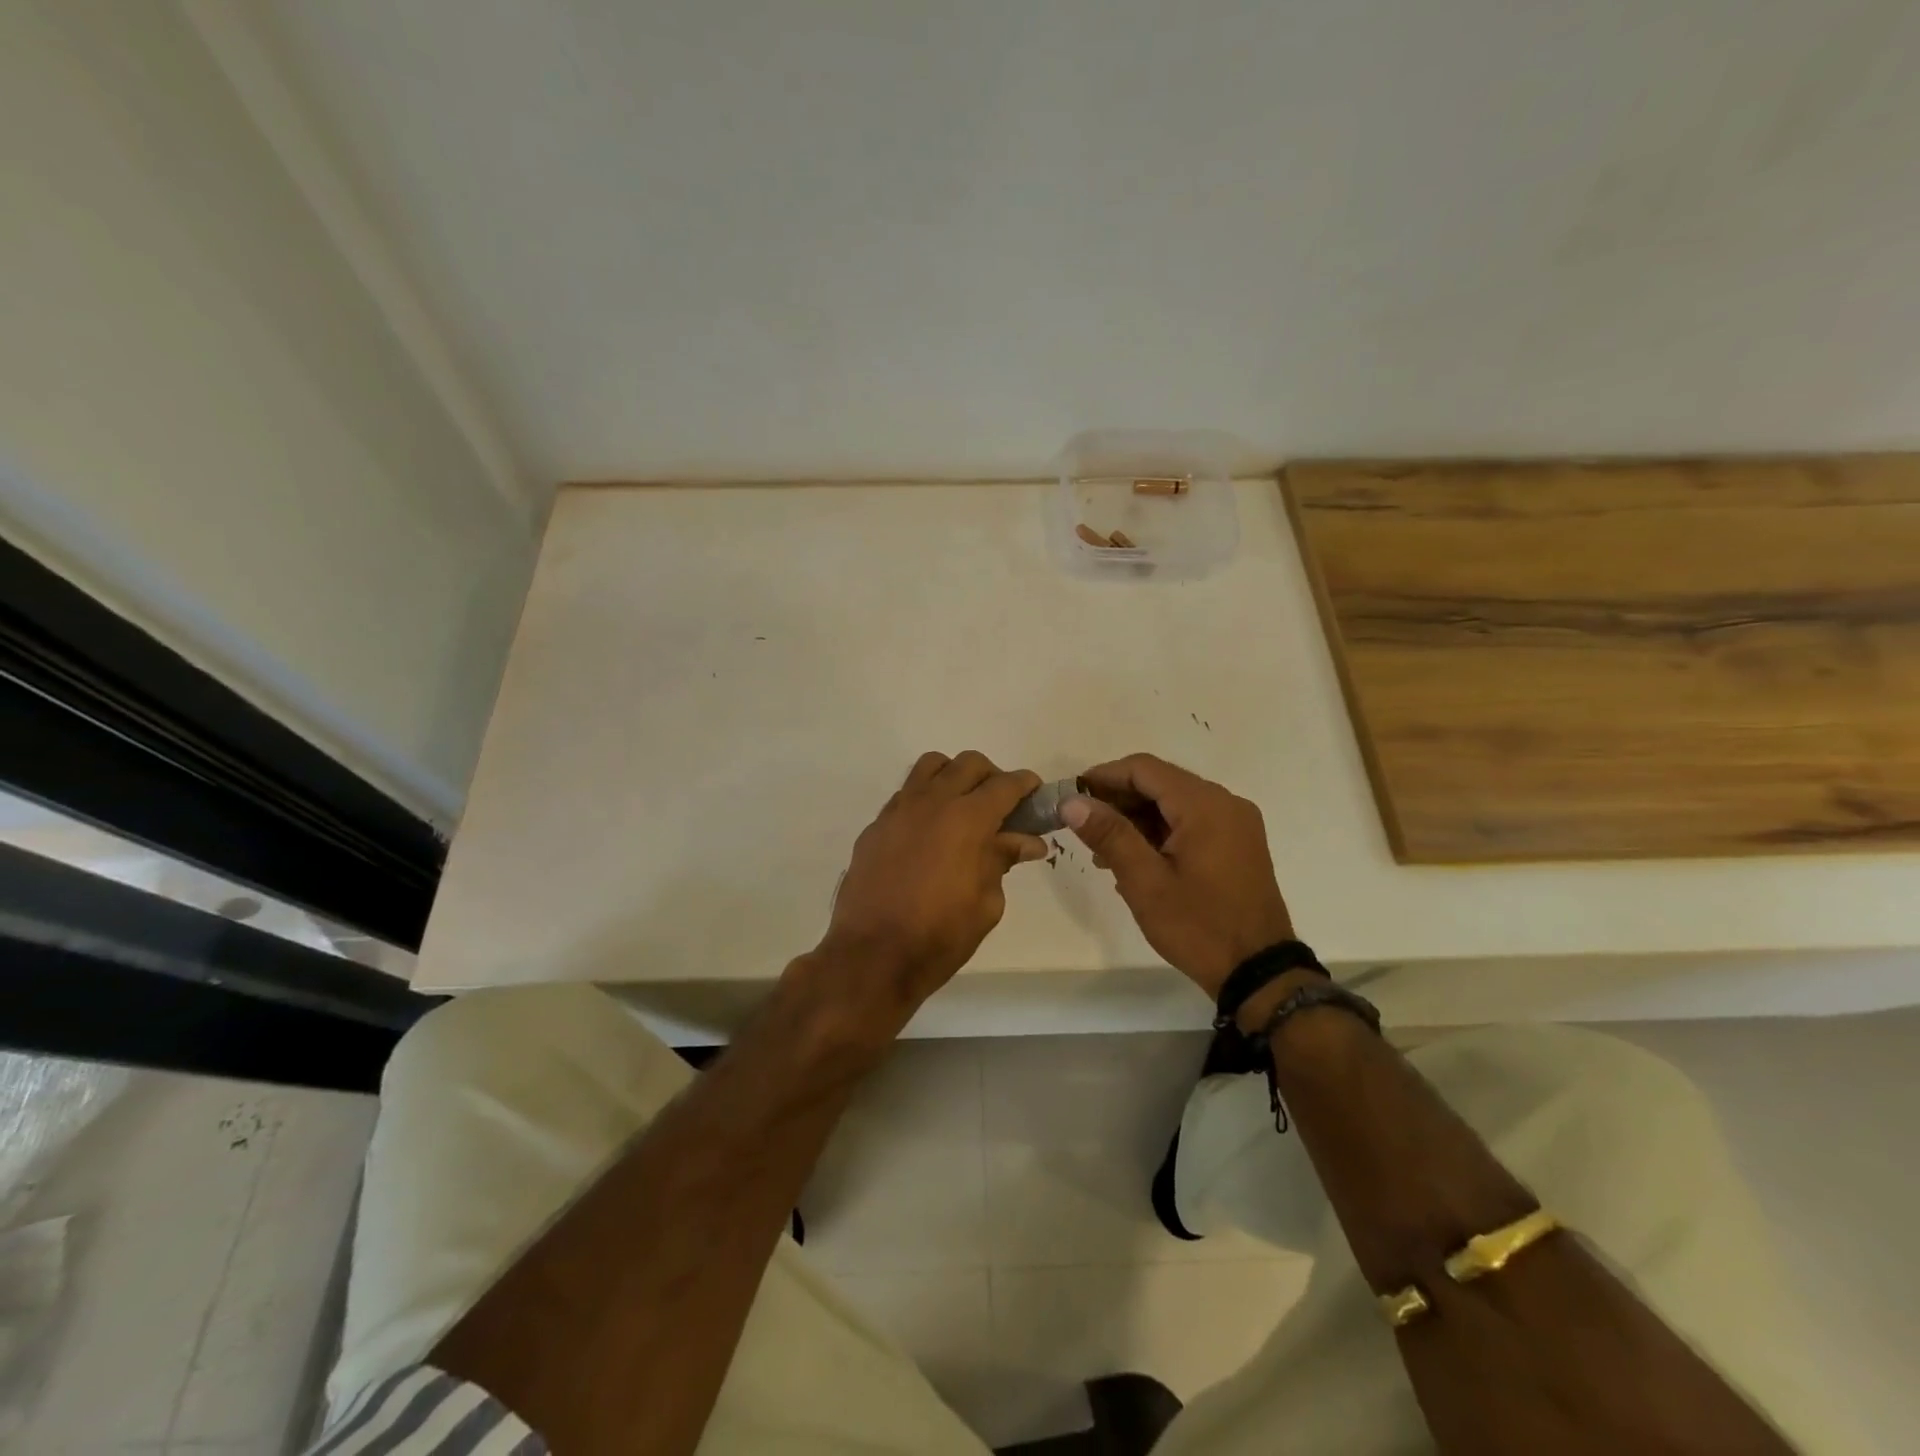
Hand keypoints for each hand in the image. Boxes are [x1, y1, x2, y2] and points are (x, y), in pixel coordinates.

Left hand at [809, 751, 1047, 1030]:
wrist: (872, 956)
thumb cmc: (940, 935)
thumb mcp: (987, 903)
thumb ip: (1003, 860)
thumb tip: (1027, 841)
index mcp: (968, 819)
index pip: (1006, 784)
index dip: (1026, 785)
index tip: (1035, 794)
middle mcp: (933, 802)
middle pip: (968, 763)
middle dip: (992, 776)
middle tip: (1001, 806)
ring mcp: (899, 810)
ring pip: (931, 767)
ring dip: (954, 777)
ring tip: (961, 808)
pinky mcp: (876, 826)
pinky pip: (905, 794)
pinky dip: (925, 800)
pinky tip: (929, 833)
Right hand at [1063, 753, 1293, 996]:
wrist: (1259, 972)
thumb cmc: (1198, 926)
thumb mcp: (1145, 882)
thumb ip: (1109, 835)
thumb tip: (1072, 802)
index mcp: (1205, 805)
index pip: (1145, 769)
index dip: (1104, 775)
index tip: (1072, 793)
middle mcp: (1225, 803)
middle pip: (1161, 783)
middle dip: (1119, 798)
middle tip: (1082, 823)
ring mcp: (1236, 824)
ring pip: (1175, 803)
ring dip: (1137, 818)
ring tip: (1101, 849)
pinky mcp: (1238, 844)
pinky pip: (1192, 822)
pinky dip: (1160, 832)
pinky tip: (1135, 859)